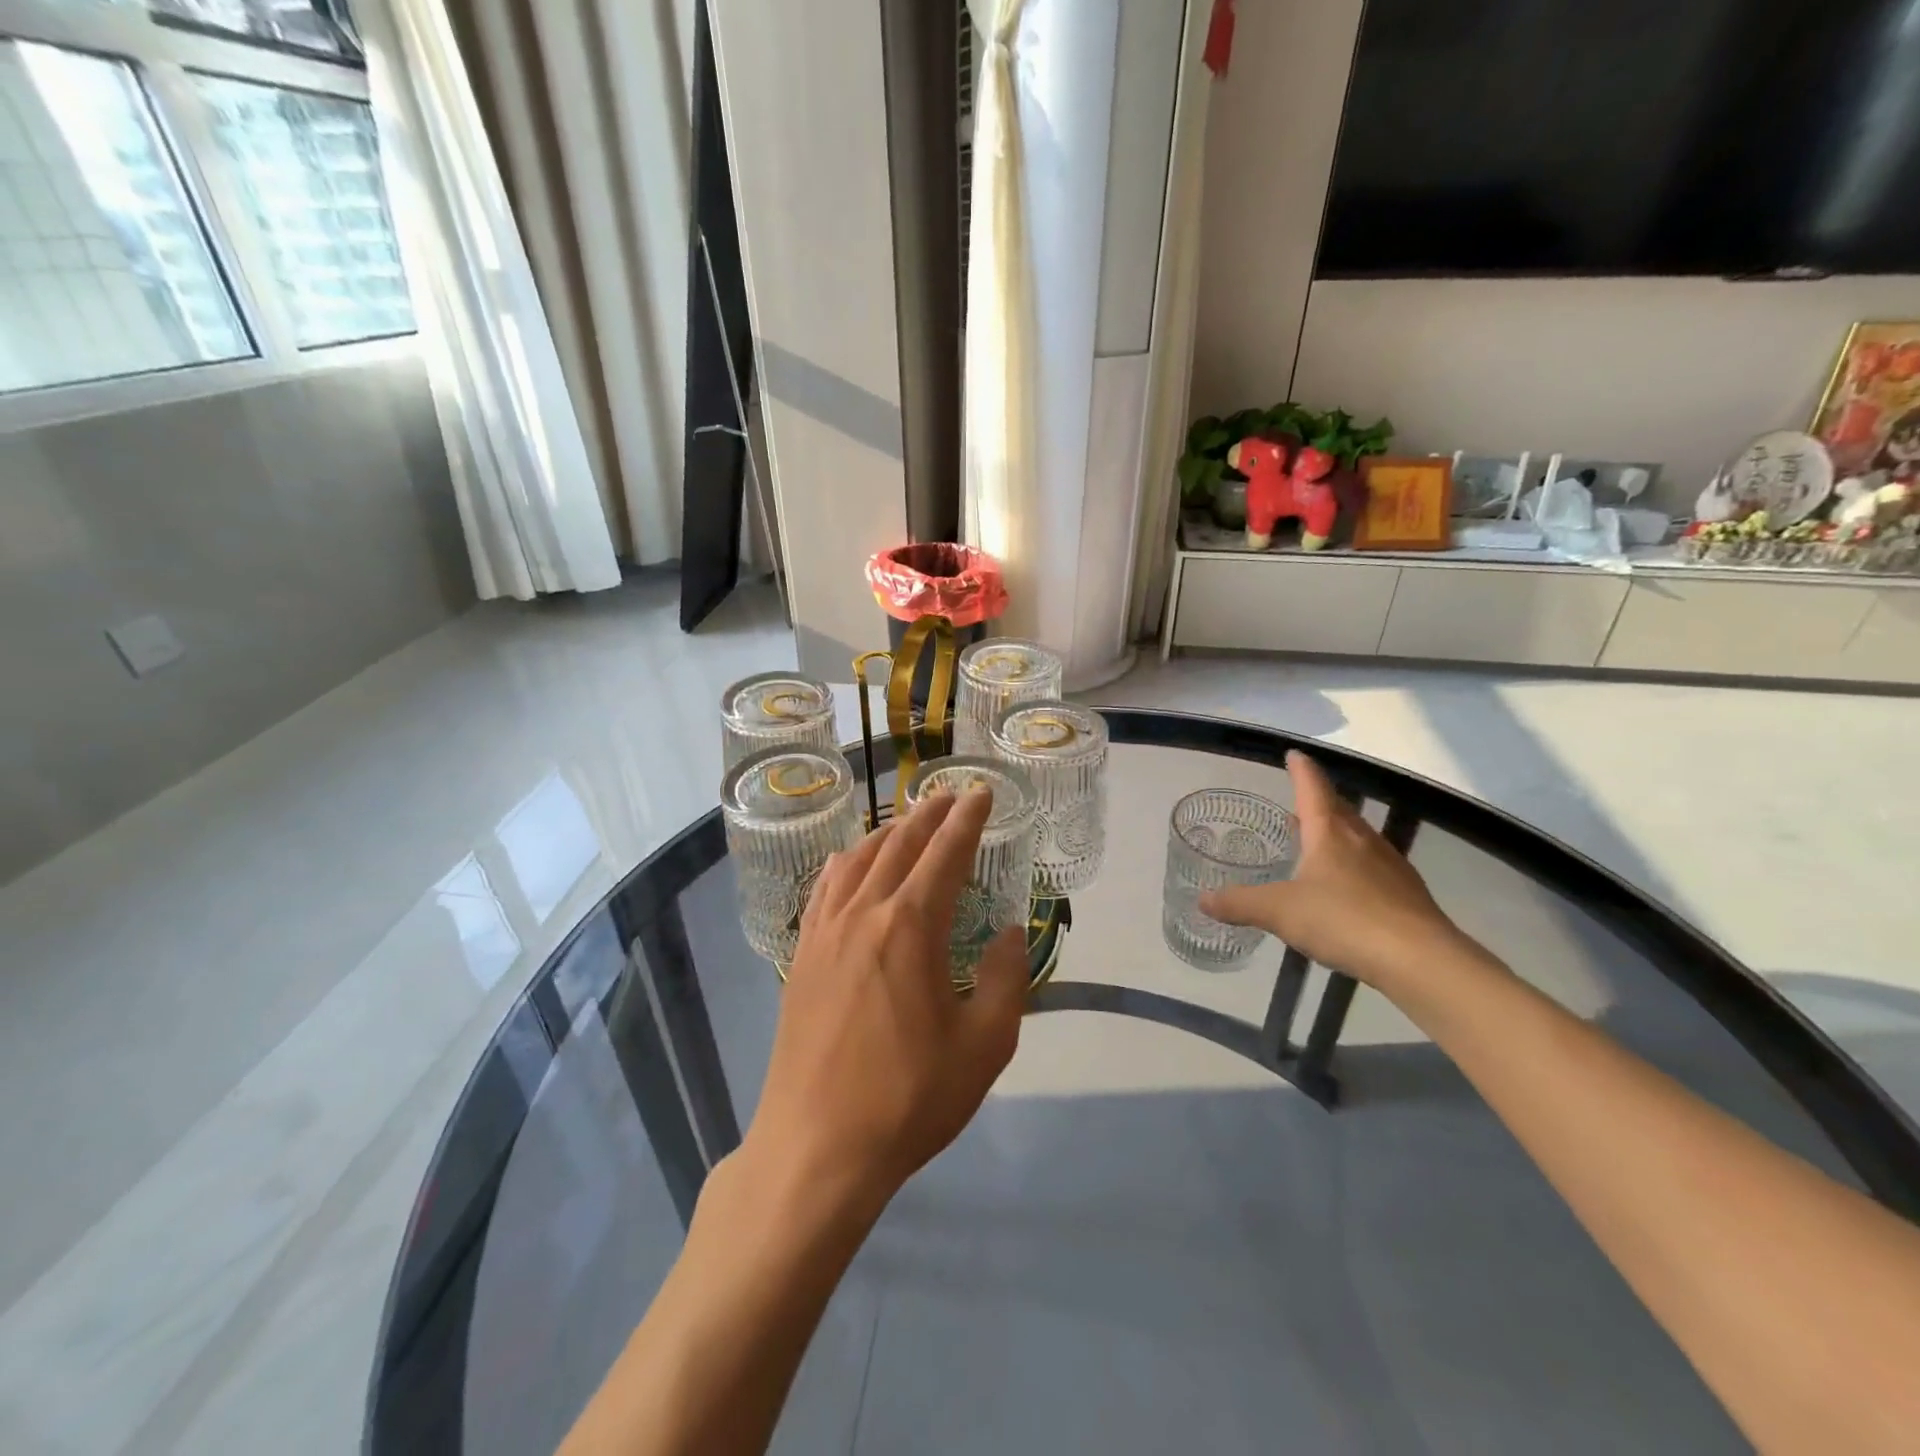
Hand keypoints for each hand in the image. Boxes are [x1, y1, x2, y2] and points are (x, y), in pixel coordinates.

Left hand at [740, 790, 1027, 1221]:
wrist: (817, 1147)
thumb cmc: (908, 1098)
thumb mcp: (983, 1046)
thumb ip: (1003, 980)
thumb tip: (1008, 934)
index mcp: (910, 927)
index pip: (945, 854)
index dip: (967, 820)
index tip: (982, 793)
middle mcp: (864, 914)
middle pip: (899, 845)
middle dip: (928, 815)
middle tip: (950, 796)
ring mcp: (825, 933)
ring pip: (858, 860)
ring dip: (888, 832)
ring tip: (908, 821)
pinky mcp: (801, 957)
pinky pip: (824, 890)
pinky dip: (844, 864)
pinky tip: (849, 861)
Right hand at [1201, 752, 1460, 996]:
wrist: (1421, 961)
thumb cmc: (1344, 920)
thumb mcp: (1279, 912)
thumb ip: (1239, 903)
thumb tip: (1202, 899)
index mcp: (1330, 832)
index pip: (1313, 788)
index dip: (1300, 770)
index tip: (1293, 754)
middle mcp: (1362, 840)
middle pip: (1339, 810)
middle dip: (1318, 802)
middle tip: (1298, 803)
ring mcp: (1390, 866)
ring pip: (1358, 837)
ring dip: (1337, 833)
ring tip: (1316, 842)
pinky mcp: (1407, 894)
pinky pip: (1373, 866)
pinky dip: (1354, 864)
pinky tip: (1345, 887)